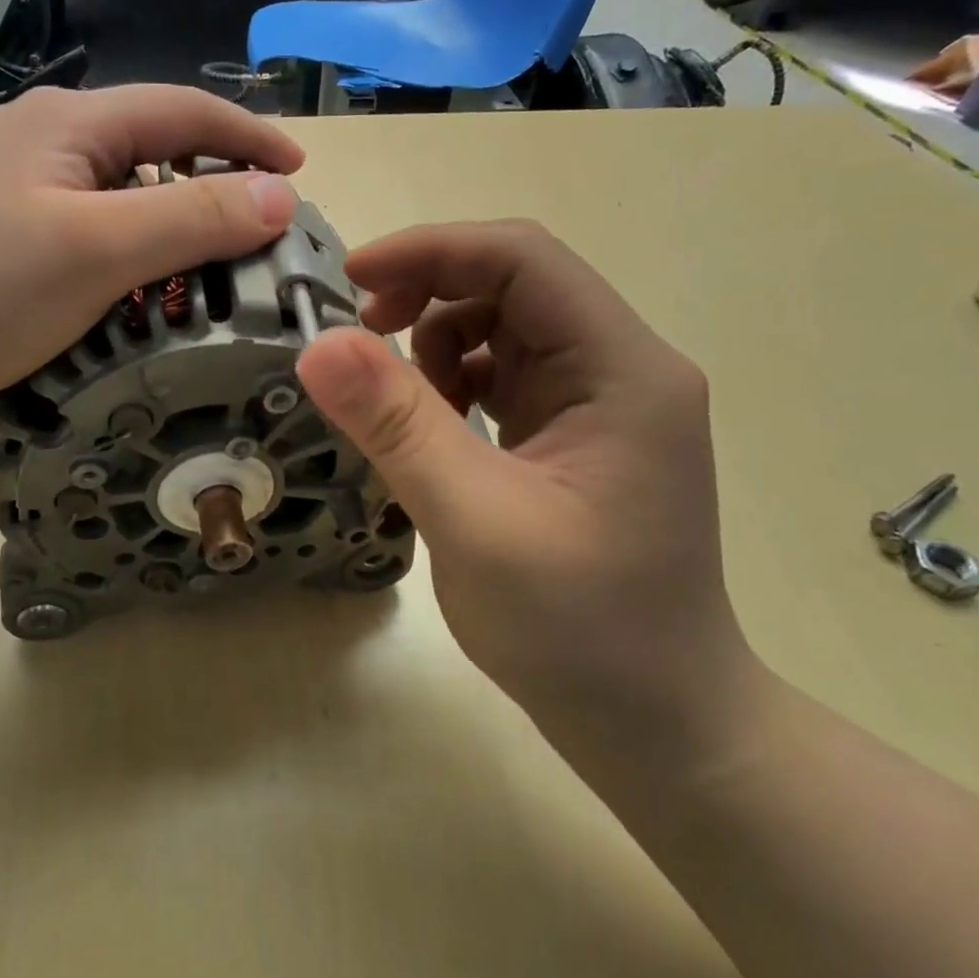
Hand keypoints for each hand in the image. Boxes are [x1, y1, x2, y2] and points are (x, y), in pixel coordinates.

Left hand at [0, 86, 302, 436]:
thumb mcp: (100, 252)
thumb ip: (194, 219)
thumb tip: (280, 196)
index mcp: (68, 123)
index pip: (182, 111)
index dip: (247, 138)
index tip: (300, 171)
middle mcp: (42, 139)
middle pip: (152, 148)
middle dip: (214, 183)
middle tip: (259, 233)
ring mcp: (15, 187)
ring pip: (120, 193)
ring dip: (171, 223)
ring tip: (209, 268)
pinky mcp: (0, 233)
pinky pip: (89, 228)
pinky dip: (130, 251)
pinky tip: (137, 287)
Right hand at [295, 221, 757, 771]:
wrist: (658, 726)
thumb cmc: (581, 633)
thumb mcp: (476, 524)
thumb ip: (398, 427)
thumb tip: (320, 343)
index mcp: (623, 370)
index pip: (524, 258)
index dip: (431, 251)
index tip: (348, 281)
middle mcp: (622, 369)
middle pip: (514, 285)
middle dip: (428, 295)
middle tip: (357, 340)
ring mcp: (602, 404)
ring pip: (503, 329)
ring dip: (436, 346)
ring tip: (399, 408)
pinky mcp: (577, 437)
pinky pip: (504, 377)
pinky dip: (453, 386)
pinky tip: (433, 433)